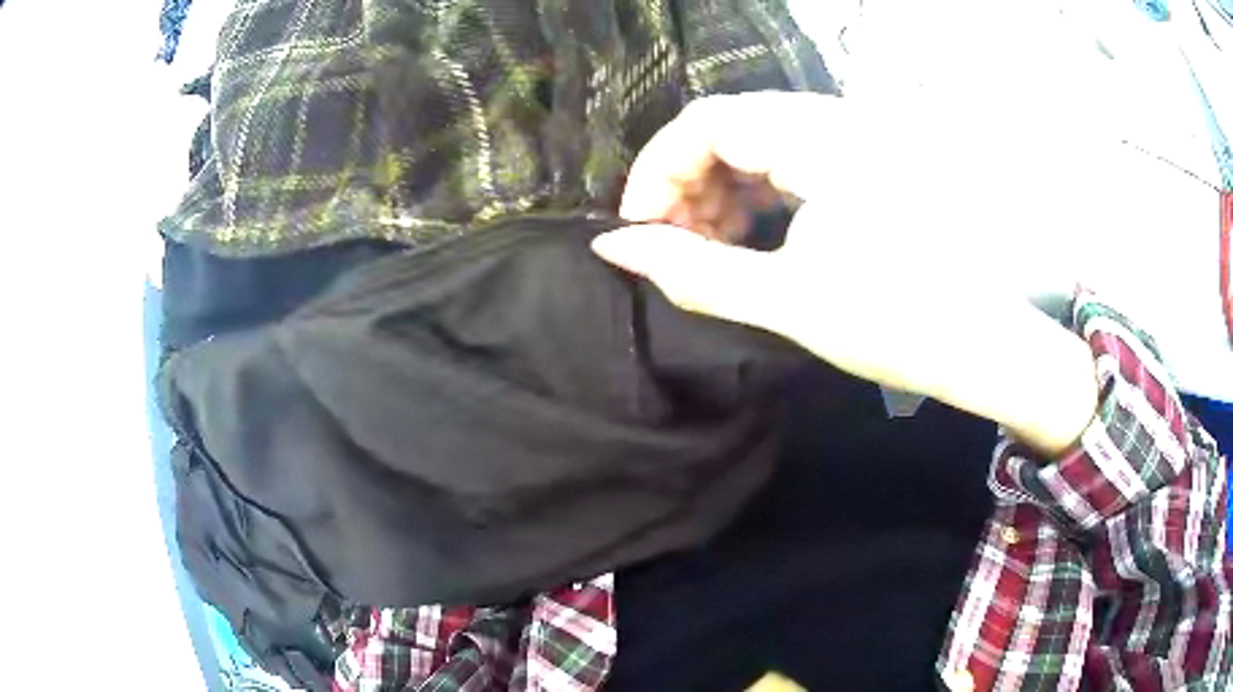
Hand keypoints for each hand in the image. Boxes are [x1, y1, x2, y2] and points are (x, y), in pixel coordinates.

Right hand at [594, 92, 1097, 454]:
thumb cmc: (894, 325)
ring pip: (759, 141)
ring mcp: (857, 138)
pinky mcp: (867, 161)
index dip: (657, 170)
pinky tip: (755, 233)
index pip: (707, 121)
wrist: (981, 346)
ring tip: (711, 244)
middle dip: (687, 182)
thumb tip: (613, 248)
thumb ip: (691, 271)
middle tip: (673, 243)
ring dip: (721, 188)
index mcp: (821, 140)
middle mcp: (838, 121)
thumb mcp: (785, 300)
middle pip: (730, 126)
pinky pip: (792, 156)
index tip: (639, 228)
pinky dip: (760, 191)